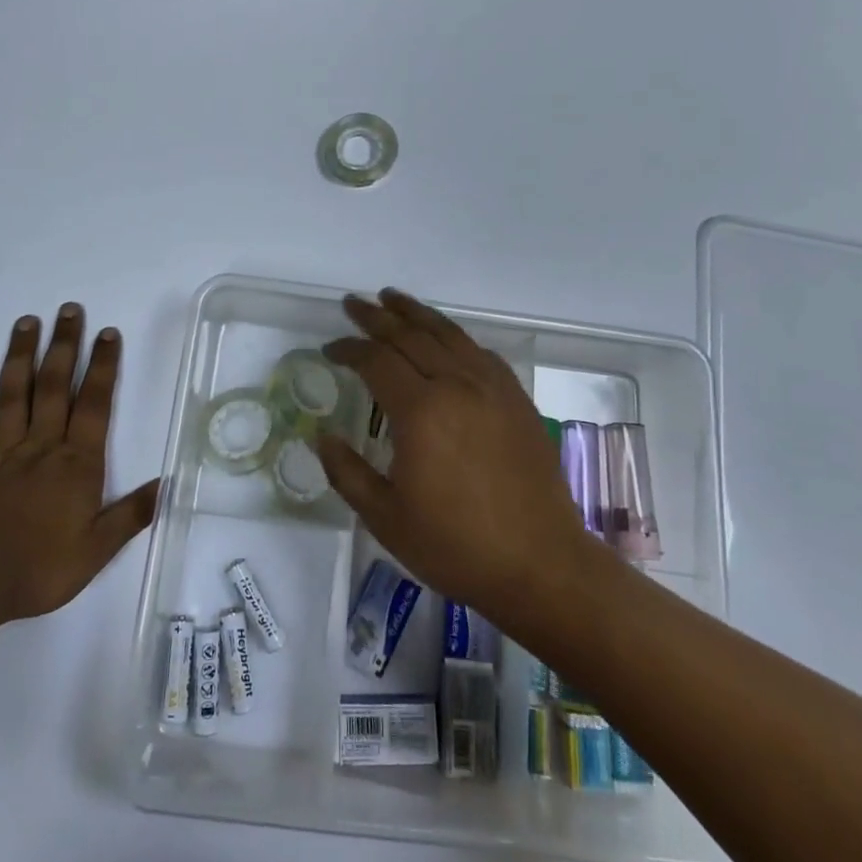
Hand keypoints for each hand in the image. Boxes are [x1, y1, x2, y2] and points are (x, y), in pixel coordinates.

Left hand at [0, 303, 159, 623]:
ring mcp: (0, 455)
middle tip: (68, 309)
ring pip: (11, 397)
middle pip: (53, 387)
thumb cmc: (40, 569)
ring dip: (20, 357)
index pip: (94, 404)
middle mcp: (40, 447)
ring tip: (26, 322)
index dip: (102, 366)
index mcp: (75, 463)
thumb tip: (167, 483)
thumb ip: (131, 514)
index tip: (107, 332)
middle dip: (63, 345)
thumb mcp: (97, 550)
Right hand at [316, 290, 588, 624]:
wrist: (541, 564)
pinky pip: (479, 352)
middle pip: (410, 335)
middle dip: (377, 317)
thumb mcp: (386, 518)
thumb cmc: (456, 546)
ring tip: (392, 298)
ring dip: (415, 313)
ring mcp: (492, 388)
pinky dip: (454, 336)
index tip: (330, 349)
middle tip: (353, 303)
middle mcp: (456, 385)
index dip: (348, 349)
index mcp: (420, 411)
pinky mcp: (516, 398)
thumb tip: (321, 436)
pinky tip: (445, 337)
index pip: (375, 360)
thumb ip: (347, 472)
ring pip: (447, 334)